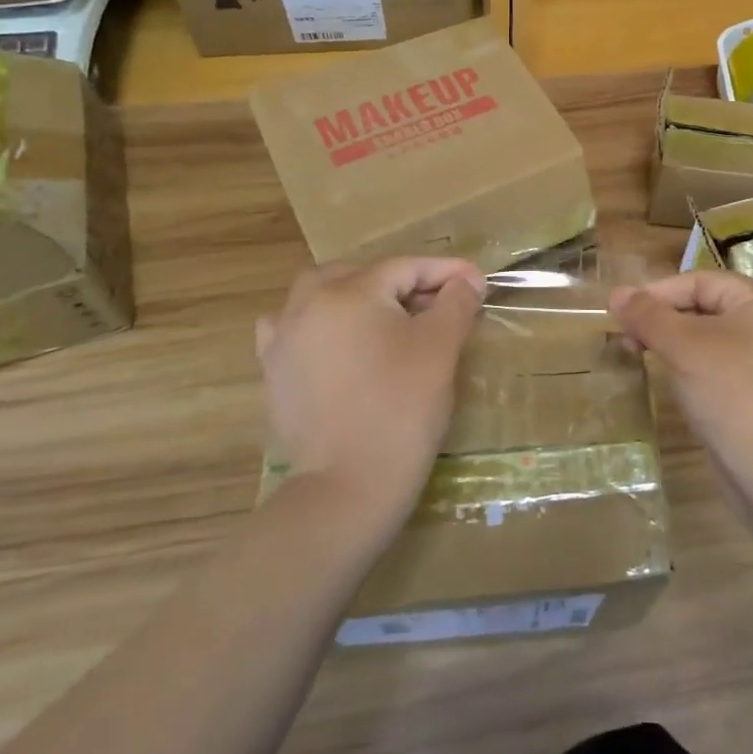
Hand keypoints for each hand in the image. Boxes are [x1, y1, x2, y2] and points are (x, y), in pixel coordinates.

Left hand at [255, 258, 484, 522]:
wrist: (347, 486)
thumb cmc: (401, 409)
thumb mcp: (440, 348)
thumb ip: (456, 303)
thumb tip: (466, 280)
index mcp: (348, 292)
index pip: (405, 267)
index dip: (445, 272)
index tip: (478, 282)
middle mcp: (308, 304)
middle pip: (362, 275)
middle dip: (403, 282)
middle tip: (440, 302)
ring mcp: (283, 337)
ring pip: (325, 295)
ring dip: (360, 297)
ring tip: (392, 317)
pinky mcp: (275, 371)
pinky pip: (298, 327)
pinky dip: (323, 323)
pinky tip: (340, 340)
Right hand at [610, 272, 752, 484]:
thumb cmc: (731, 394)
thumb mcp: (684, 347)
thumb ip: (649, 316)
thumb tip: (616, 293)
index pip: (701, 281)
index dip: (659, 291)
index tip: (622, 310)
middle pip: (703, 305)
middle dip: (661, 316)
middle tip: (625, 334)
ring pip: (704, 335)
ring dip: (669, 339)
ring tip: (636, 351)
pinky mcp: (751, 390)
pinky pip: (711, 362)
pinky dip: (684, 362)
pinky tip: (663, 373)